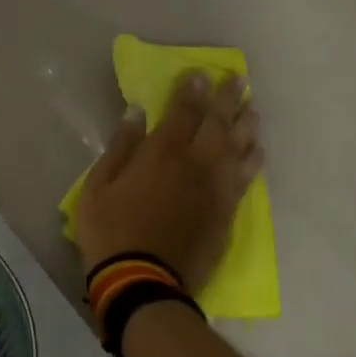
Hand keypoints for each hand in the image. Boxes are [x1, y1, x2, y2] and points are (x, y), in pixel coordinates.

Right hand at [74, 70, 262, 291]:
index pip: (183, 112)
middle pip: (218, 124)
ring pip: (238, 148)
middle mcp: (196, 164)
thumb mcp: (98, 186)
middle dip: (227, 99)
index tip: (201, 74)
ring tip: (252, 108)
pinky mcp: (226, 214)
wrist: (143, 282)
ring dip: (246, 125)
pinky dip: (253, 160)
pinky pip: (246, 179)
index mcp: (162, 154)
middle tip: (238, 80)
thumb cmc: (111, 231)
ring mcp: (216, 190)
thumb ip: (120, 147)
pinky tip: (257, 151)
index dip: (192, 90)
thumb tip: (137, 113)